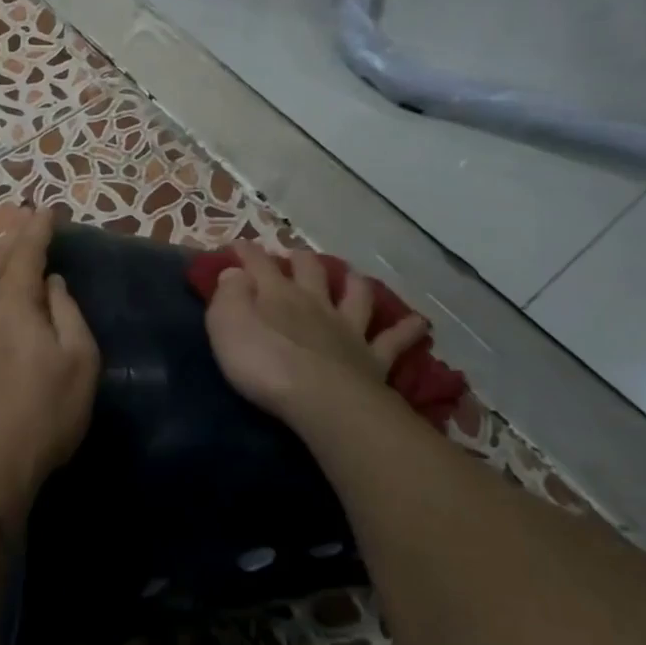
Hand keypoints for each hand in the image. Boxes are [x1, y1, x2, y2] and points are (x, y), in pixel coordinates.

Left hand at [0, 209, 99, 530]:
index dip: (38, 227)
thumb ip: (66, 313)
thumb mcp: (78, 362)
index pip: (25, 251)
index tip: (48, 210)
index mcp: (11, 302)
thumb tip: (52, 283)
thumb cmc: (42, 414)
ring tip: (8, 257)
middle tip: (28, 224)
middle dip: (13, 238)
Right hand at [204, 244, 426, 428]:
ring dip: (354, 283)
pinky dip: (406, 329)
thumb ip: (229, 295)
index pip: (259, 263)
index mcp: (277, 294)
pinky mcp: (373, 359)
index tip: (237, 245)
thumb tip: (235, 272)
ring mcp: (348, 329)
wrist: (321, 400)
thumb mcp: (227, 325)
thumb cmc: (264, 363)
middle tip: (295, 256)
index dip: (247, 251)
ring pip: (356, 295)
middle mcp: (315, 303)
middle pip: (311, 270)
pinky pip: (394, 340)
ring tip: (353, 277)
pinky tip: (418, 323)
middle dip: (301, 259)